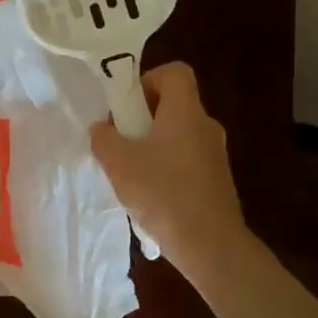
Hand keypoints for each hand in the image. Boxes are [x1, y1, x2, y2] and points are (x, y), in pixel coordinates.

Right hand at [88, 62, 243, 259]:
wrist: (209, 244)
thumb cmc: (162, 193)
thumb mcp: (118, 163)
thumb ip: (104, 139)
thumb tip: (102, 128)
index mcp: (186, 112)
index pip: (176, 72)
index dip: (149, 79)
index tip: (127, 105)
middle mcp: (205, 126)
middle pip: (174, 104)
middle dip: (143, 116)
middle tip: (120, 138)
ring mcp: (215, 154)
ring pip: (178, 133)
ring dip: (152, 143)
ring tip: (130, 170)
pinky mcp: (216, 180)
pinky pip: (186, 158)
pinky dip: (166, 165)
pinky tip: (149, 193)